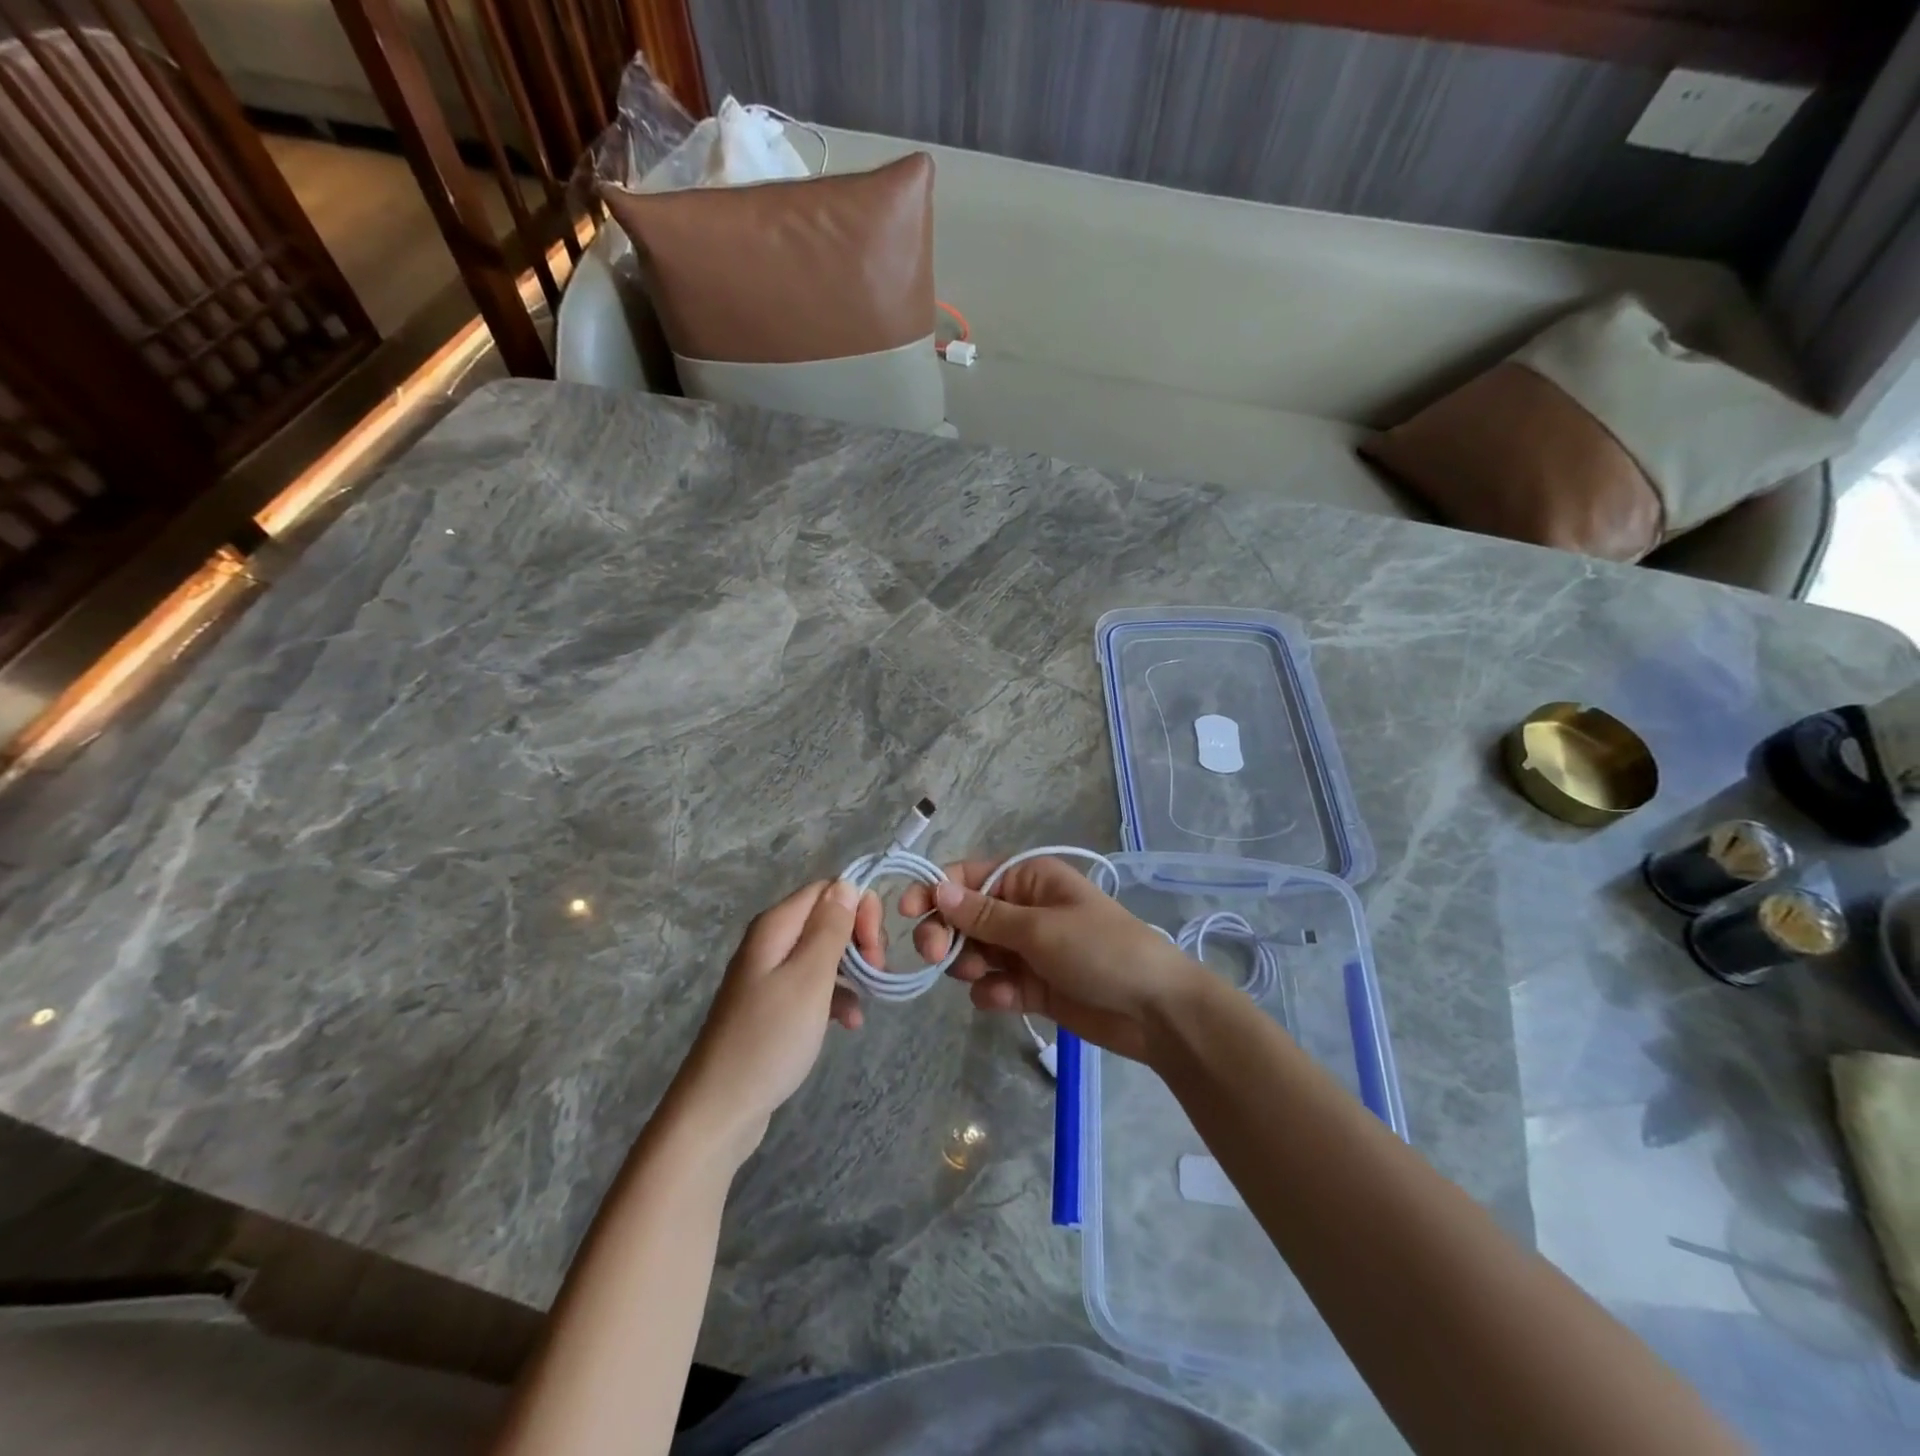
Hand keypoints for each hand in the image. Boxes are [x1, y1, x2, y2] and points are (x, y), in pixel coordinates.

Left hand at [669, 880, 880, 1160]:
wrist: (719, 1110)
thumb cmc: (769, 1038)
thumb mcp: (809, 978)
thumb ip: (830, 928)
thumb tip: (846, 884)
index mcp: (776, 926)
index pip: (828, 889)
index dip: (859, 908)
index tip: (876, 945)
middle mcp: (771, 942)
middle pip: (828, 918)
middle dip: (859, 939)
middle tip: (877, 970)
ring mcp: (770, 975)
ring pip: (825, 953)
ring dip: (853, 971)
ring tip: (867, 1002)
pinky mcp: (773, 1006)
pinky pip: (814, 986)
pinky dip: (836, 998)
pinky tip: (850, 1023)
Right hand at [900, 857, 1206, 1063]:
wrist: (1154, 1011)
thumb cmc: (1100, 951)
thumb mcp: (1039, 928)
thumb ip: (985, 915)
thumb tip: (937, 889)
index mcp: (1029, 879)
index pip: (969, 876)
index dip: (936, 890)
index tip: (907, 913)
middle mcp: (1024, 908)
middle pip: (965, 916)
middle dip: (947, 934)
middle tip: (933, 956)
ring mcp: (1028, 949)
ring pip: (975, 952)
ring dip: (970, 965)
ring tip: (983, 978)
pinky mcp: (1032, 985)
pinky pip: (995, 983)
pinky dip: (992, 992)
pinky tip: (1006, 1000)